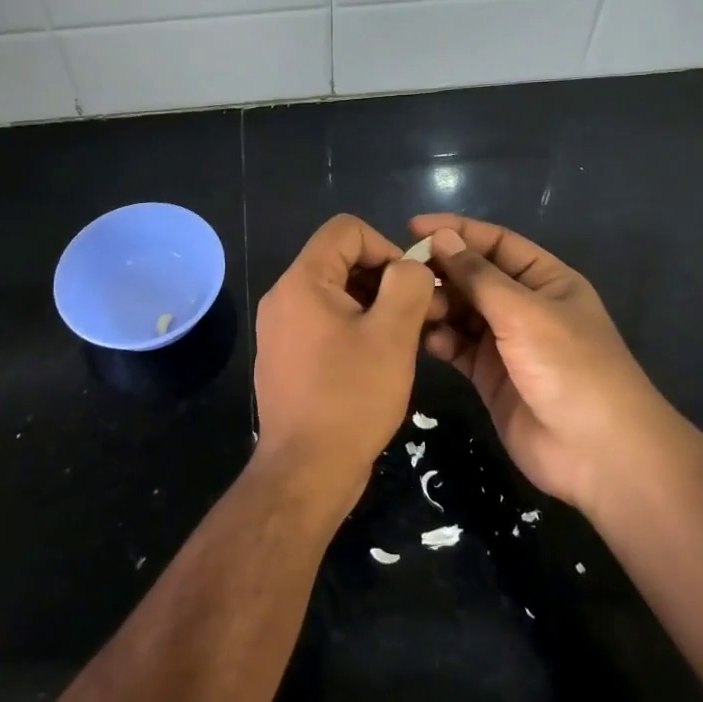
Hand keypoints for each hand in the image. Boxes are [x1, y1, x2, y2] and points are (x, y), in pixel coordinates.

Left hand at [254, 214, 441, 513]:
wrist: (305, 471)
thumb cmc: (350, 398)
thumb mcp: (392, 335)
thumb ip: (408, 285)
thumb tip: (412, 266)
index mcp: (302, 281)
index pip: (347, 230)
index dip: (386, 246)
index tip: (411, 287)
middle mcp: (284, 297)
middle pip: (341, 260)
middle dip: (385, 280)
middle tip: (420, 316)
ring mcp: (281, 328)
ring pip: (336, 294)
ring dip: (374, 307)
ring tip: (405, 341)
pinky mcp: (286, 356)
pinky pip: (324, 323)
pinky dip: (355, 329)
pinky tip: (378, 363)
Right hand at [410, 214, 663, 513]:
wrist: (599, 454)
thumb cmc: (571, 368)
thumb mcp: (525, 313)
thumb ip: (479, 276)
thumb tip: (442, 237)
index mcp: (546, 280)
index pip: (496, 242)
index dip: (458, 232)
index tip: (413, 227)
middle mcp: (525, 306)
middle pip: (474, 276)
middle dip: (442, 271)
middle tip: (403, 273)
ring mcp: (507, 342)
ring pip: (462, 311)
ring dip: (438, 306)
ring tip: (413, 308)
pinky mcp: (490, 376)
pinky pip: (457, 346)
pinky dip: (440, 339)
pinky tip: (425, 339)